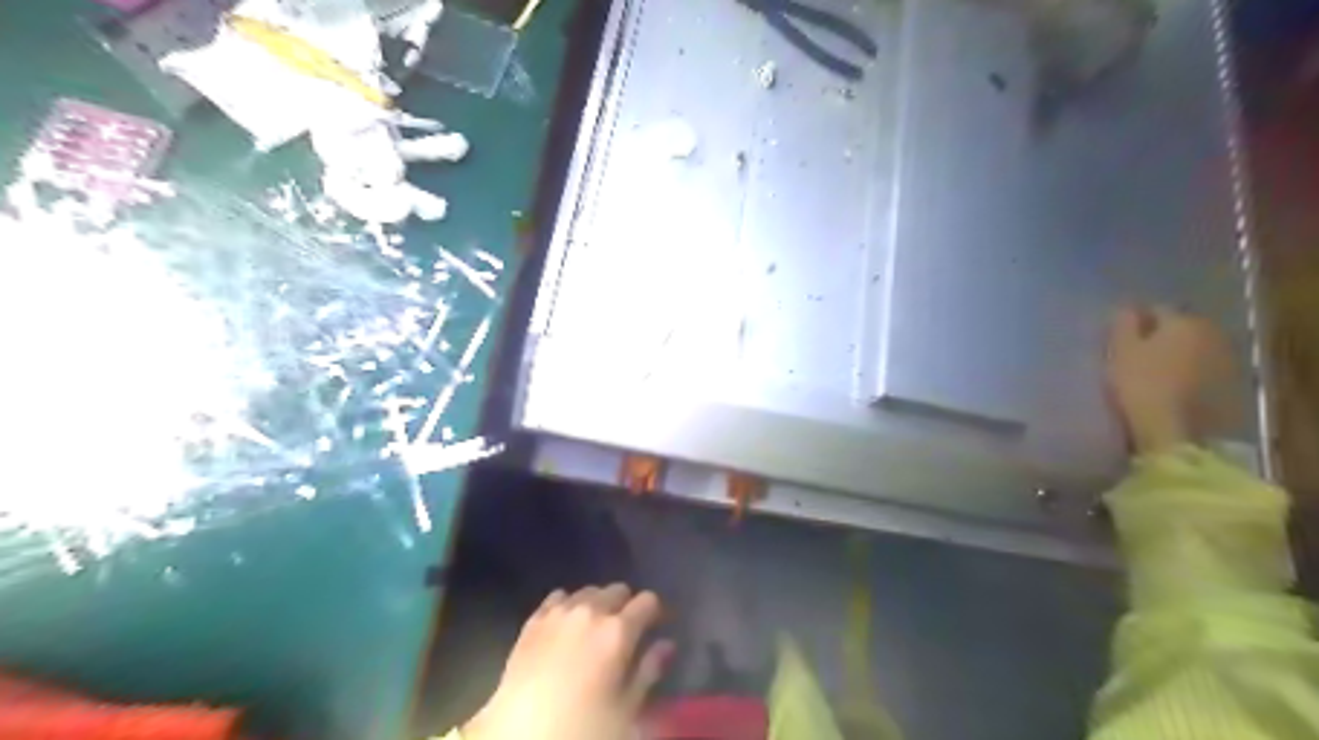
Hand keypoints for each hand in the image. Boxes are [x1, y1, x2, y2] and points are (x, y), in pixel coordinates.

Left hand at [459, 585, 670, 739]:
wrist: (520, 733)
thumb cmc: (583, 726)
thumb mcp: (626, 709)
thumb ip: (649, 671)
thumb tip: (667, 644)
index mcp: (618, 630)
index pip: (647, 601)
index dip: (655, 612)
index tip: (656, 626)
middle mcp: (591, 610)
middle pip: (618, 590)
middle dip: (627, 605)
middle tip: (626, 632)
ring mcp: (559, 612)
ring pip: (588, 591)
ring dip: (598, 603)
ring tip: (595, 628)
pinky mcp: (534, 619)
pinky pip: (558, 597)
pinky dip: (569, 605)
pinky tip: (566, 625)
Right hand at [1105, 304, 1230, 454]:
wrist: (1177, 433)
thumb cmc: (1141, 385)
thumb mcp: (1121, 351)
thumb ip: (1124, 323)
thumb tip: (1128, 306)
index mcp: (1183, 321)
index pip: (1156, 309)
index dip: (1136, 321)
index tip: (1119, 337)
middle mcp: (1212, 333)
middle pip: (1180, 327)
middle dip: (1160, 336)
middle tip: (1135, 353)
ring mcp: (1226, 360)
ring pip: (1194, 348)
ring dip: (1177, 354)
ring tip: (1154, 372)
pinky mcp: (1231, 386)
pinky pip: (1204, 369)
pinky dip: (1189, 373)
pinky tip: (1173, 387)